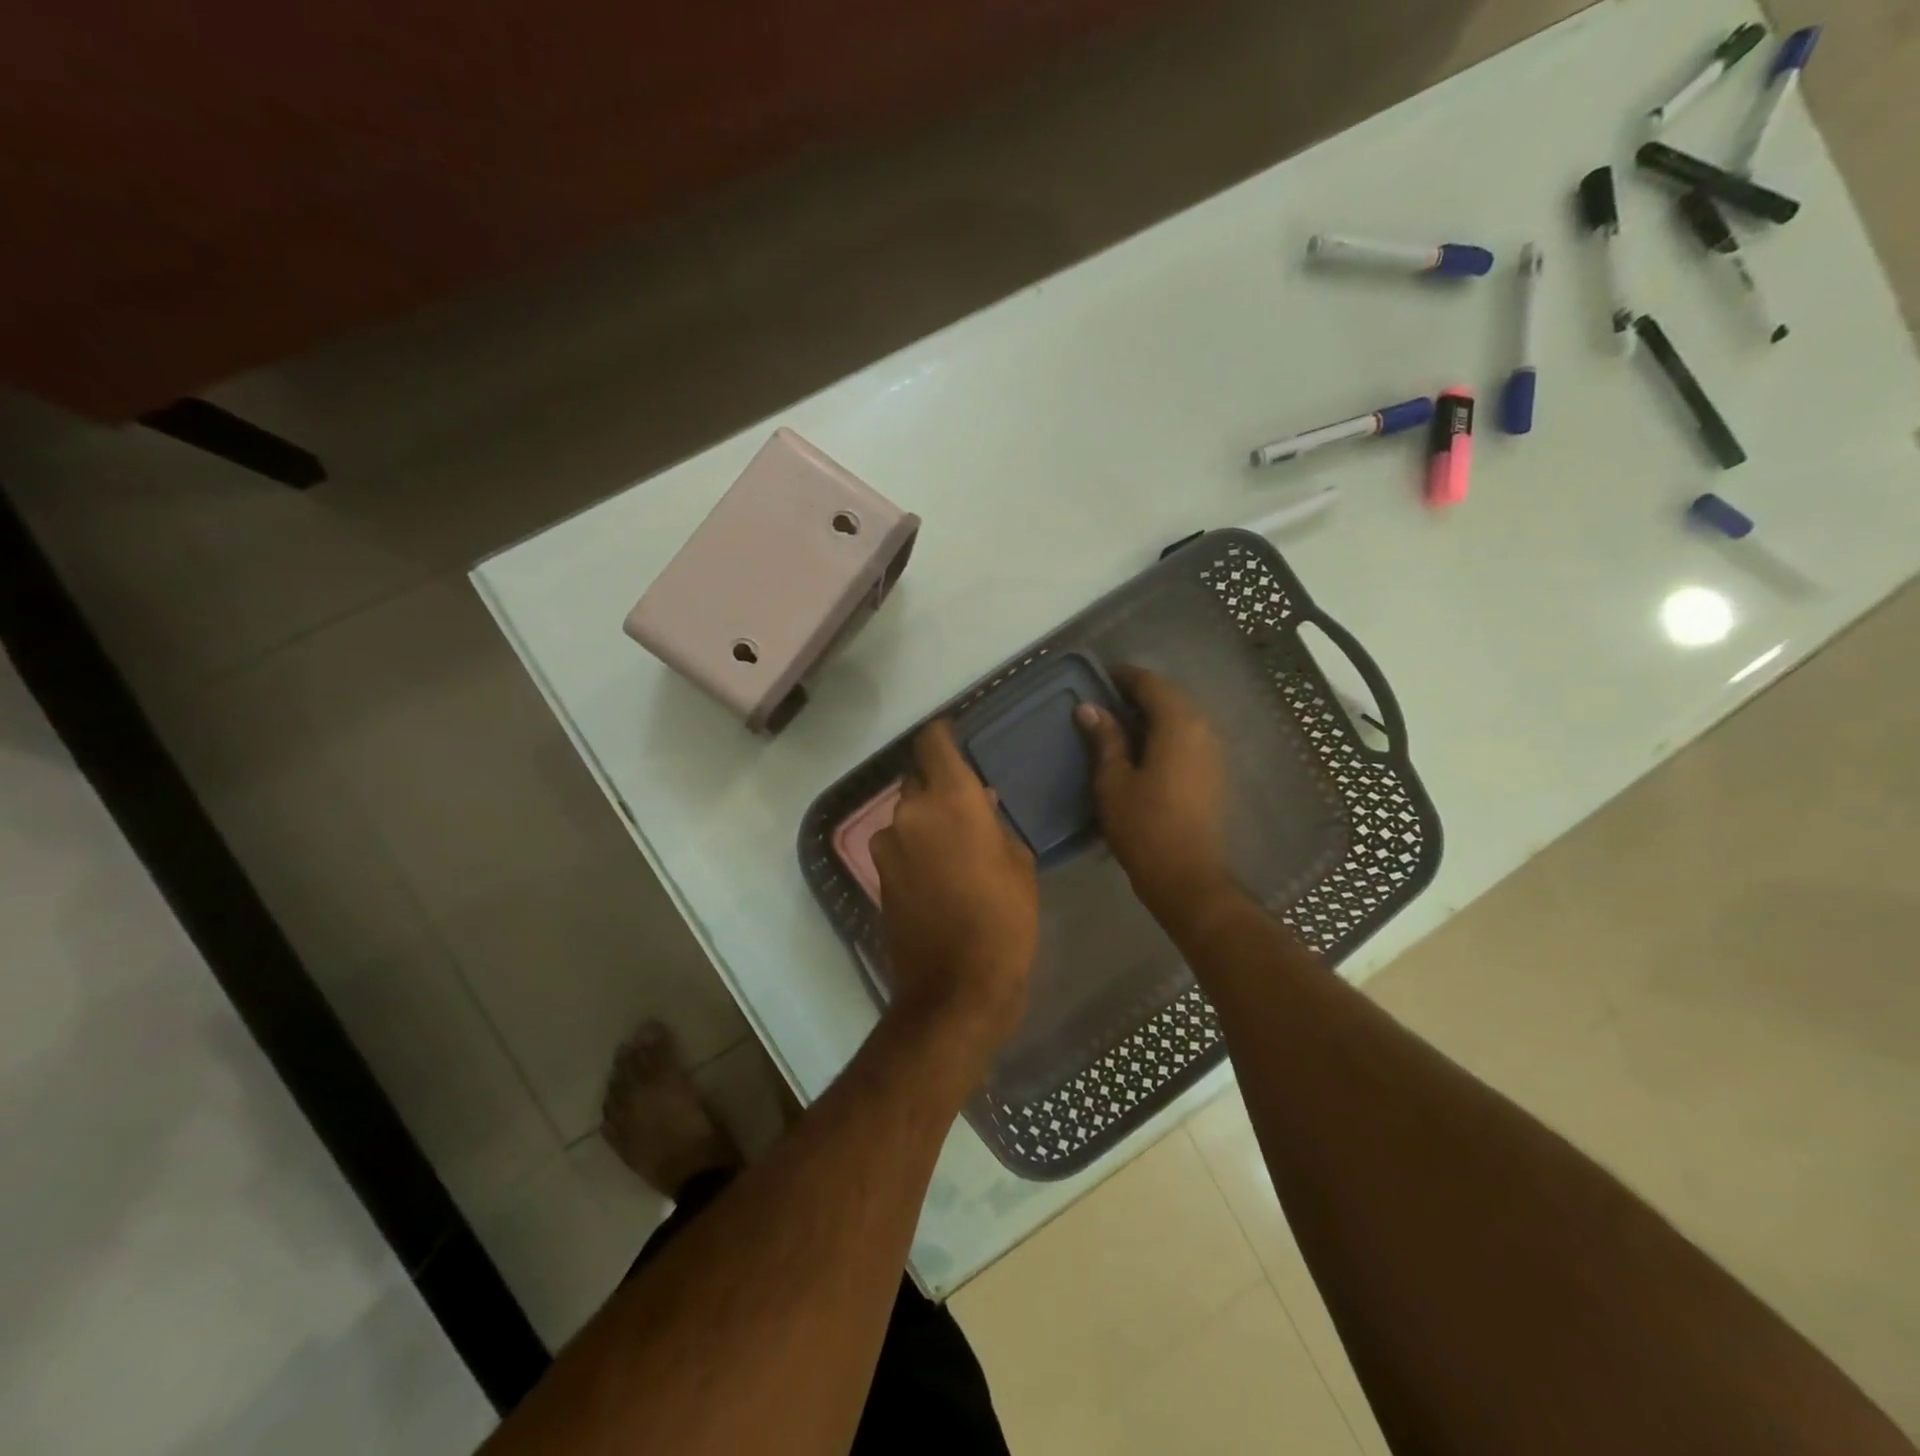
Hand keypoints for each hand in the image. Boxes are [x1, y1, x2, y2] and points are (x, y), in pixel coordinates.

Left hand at [871, 721, 1037, 1053]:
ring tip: (954, 846)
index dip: (942, 734)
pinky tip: (939, 872)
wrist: (957, 986)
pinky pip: (899, 844)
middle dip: (938, 785)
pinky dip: (915, 847)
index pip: (933, 742)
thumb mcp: (1018, 863)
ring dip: (925, 820)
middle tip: (965, 805)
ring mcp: (888, 844)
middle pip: (917, 778)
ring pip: (906, 814)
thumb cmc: (1005, 919)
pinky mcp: (878, 874)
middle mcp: (911, 812)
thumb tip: (979, 804)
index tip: (954, 737)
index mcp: (951, 799)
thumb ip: (993, 822)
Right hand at [1075, 666, 1232, 926]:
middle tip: (1101, 702)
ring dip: (1150, 715)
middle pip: (1168, 697)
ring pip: (1179, 717)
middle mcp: (1202, 729)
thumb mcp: (1113, 781)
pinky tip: (1139, 750)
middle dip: (1135, 694)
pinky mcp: (1212, 772)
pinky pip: (1186, 737)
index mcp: (1178, 724)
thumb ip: (1105, 739)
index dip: (1122, 677)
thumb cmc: (1144, 827)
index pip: (1149, 683)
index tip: (1096, 678)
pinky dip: (1163, 733)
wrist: (1186, 876)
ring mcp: (1212, 751)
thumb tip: (1089, 707)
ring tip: (1115, 725)